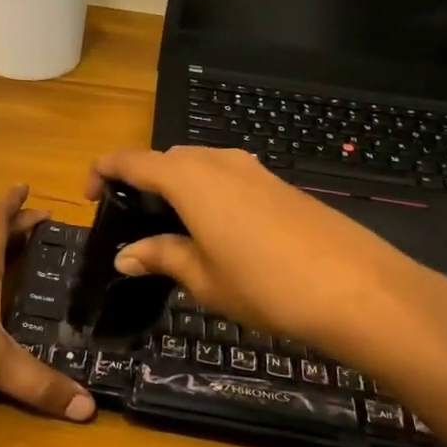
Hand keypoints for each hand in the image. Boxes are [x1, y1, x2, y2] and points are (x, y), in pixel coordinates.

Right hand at [88, 148, 446, 362]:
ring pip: (199, 166)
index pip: (132, 161)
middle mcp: (218, 162)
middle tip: (132, 222)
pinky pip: (228, 177)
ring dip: (177, 187)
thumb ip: (161, 257)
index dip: (103, 172)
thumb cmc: (265, 284)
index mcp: (189, 178)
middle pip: (166, 159)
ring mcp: (253, 169)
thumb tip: (125, 255)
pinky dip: (208, 193)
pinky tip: (216, 231)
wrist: (356, 287)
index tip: (89, 196)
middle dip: (142, 182)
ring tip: (171, 229)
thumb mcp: (204, 277)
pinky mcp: (279, 184)